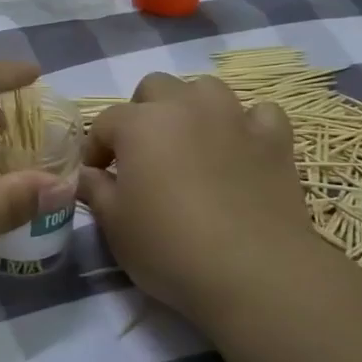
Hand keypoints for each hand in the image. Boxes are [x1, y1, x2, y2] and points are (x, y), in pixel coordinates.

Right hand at [77, 72, 320, 324]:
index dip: (96, 148)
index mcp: (140, 124)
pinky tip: (242, 148)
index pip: (106, 122)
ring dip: (193, 107)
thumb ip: (96, 190)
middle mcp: (185, 107)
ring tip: (191, 141)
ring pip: (207, 89)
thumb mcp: (115, 226)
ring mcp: (233, 118)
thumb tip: (87, 174)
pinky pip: (260, 114)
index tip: (97, 175)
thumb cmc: (170, 248)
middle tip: (143, 153)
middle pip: (155, 88)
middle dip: (142, 113)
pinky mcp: (274, 140)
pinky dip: (248, 125)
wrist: (253, 273)